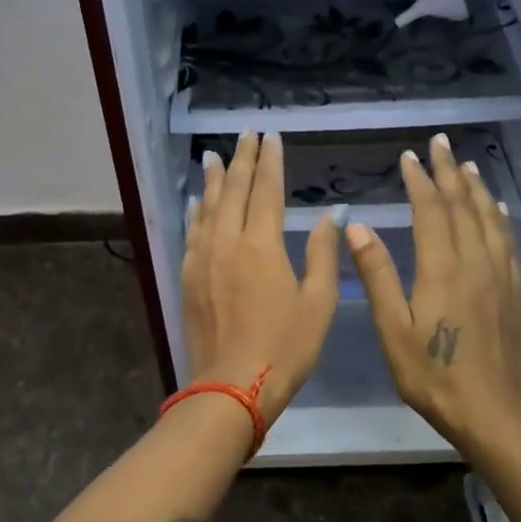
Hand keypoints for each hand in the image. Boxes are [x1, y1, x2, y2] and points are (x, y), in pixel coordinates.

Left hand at [183, 132, 340, 422]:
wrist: (232, 386)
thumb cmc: (285, 347)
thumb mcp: (318, 302)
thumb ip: (324, 253)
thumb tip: (332, 214)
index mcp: (263, 245)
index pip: (267, 190)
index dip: (270, 161)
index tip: (271, 136)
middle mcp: (228, 242)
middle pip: (234, 191)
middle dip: (241, 160)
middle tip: (245, 134)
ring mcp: (202, 260)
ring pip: (208, 208)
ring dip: (214, 180)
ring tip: (215, 157)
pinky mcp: (188, 278)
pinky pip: (191, 234)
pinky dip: (196, 213)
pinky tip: (196, 203)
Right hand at [346, 133, 520, 454]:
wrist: (493, 411)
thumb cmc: (433, 374)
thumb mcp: (393, 328)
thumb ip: (378, 275)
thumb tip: (358, 226)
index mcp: (442, 269)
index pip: (431, 211)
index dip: (419, 181)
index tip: (410, 156)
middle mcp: (476, 262)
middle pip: (463, 206)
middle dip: (448, 172)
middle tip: (440, 143)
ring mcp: (501, 276)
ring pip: (490, 219)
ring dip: (476, 189)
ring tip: (467, 166)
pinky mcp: (516, 291)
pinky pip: (508, 241)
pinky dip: (499, 218)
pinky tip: (497, 211)